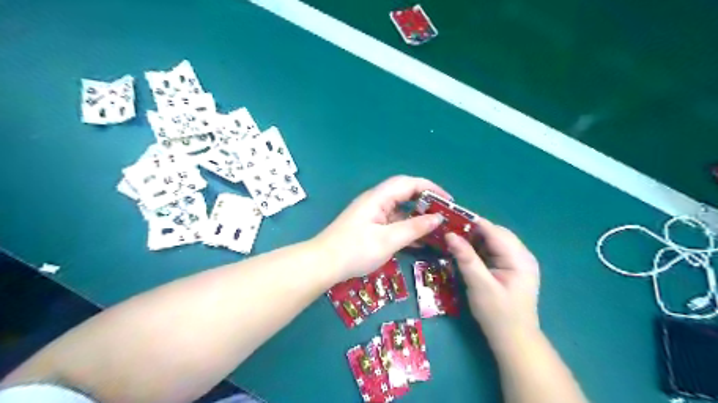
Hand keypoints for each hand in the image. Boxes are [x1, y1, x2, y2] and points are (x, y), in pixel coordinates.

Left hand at [314, 176, 446, 282]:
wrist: (323, 264)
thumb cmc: (355, 250)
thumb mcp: (388, 240)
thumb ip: (414, 228)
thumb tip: (437, 218)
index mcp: (379, 198)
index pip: (409, 183)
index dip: (431, 188)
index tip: (448, 201)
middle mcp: (376, 201)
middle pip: (405, 193)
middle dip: (426, 201)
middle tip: (445, 214)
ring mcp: (373, 214)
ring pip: (400, 210)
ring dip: (418, 216)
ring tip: (438, 227)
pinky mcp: (371, 227)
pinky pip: (394, 222)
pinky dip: (407, 228)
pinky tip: (420, 240)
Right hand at [447, 220, 541, 346]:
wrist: (514, 340)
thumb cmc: (497, 314)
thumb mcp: (479, 285)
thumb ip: (466, 258)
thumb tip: (450, 234)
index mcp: (519, 258)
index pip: (494, 231)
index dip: (472, 222)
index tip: (449, 217)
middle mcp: (523, 255)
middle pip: (496, 233)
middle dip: (473, 230)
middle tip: (450, 230)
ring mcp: (520, 262)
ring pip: (495, 241)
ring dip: (476, 239)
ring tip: (455, 239)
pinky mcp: (513, 269)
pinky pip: (496, 251)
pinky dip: (481, 249)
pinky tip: (468, 252)